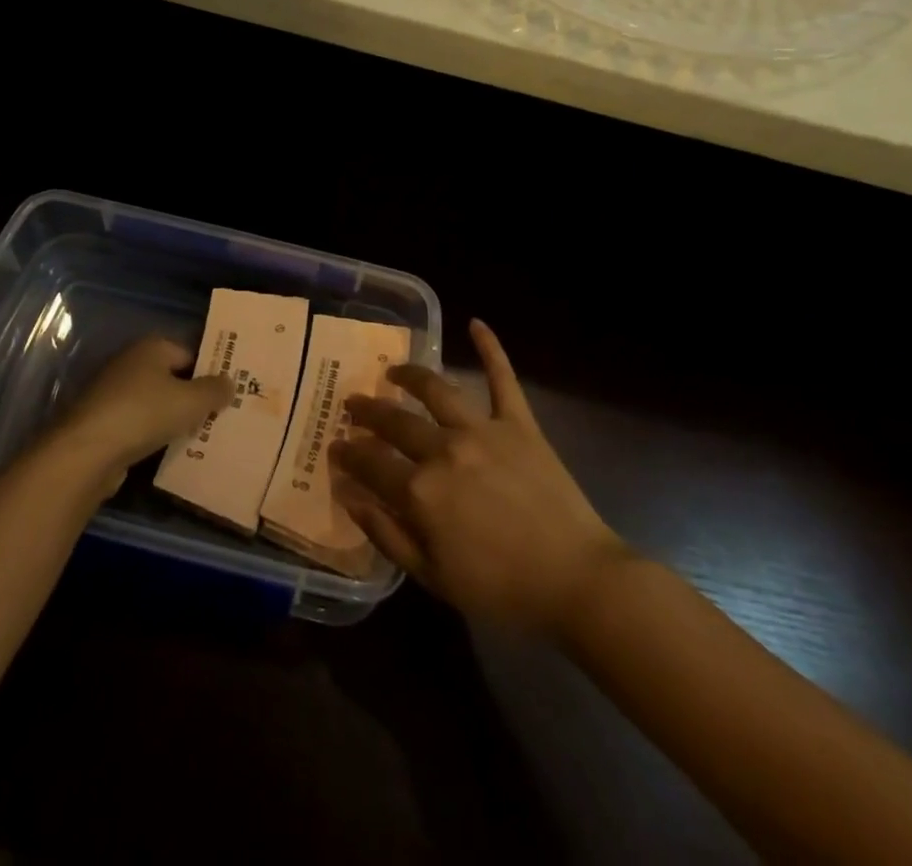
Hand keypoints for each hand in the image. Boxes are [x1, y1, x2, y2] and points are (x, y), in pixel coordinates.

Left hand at [54, 337, 229, 483]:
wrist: (87, 453)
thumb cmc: (144, 414)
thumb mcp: (190, 401)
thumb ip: (214, 390)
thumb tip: (229, 382)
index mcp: (151, 347)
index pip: (190, 354)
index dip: (210, 372)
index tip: (229, 393)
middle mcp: (131, 363)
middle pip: (172, 378)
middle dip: (194, 397)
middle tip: (221, 416)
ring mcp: (113, 393)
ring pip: (156, 403)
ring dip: (175, 419)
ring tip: (202, 437)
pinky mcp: (104, 422)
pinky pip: (140, 425)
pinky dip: (154, 435)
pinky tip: (172, 452)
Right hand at [332, 319, 629, 635]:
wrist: (577, 581)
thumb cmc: (502, 589)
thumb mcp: (433, 577)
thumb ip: (386, 534)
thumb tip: (347, 496)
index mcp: (421, 491)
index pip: (371, 464)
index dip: (349, 454)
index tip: (334, 445)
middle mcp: (444, 449)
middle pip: (395, 422)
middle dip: (368, 412)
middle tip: (353, 404)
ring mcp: (482, 430)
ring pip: (436, 390)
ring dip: (409, 376)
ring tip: (393, 371)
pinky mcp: (518, 423)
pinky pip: (502, 379)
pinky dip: (491, 348)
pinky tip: (476, 323)